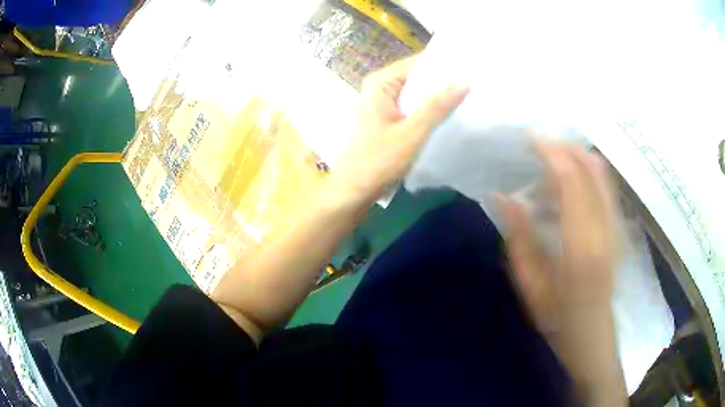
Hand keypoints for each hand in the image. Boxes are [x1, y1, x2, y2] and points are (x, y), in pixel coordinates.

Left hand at [330, 56, 469, 208]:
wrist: (354, 191)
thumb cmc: (378, 161)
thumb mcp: (412, 133)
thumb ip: (437, 106)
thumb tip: (464, 80)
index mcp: (381, 83)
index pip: (418, 63)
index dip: (444, 65)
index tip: (471, 68)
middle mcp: (381, 88)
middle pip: (418, 78)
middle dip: (444, 82)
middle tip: (475, 84)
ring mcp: (384, 104)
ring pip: (417, 94)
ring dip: (438, 97)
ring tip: (469, 97)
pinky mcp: (388, 119)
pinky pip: (413, 107)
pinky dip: (429, 110)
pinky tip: (450, 115)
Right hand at [499, 141, 625, 404]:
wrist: (593, 335)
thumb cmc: (559, 318)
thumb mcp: (531, 286)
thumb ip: (519, 238)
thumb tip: (502, 196)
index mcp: (582, 246)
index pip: (573, 181)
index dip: (551, 153)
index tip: (529, 140)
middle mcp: (606, 228)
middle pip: (593, 167)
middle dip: (565, 147)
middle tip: (538, 145)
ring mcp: (617, 226)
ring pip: (602, 173)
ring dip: (576, 158)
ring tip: (549, 168)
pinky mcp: (619, 227)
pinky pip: (605, 186)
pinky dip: (586, 174)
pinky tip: (566, 188)